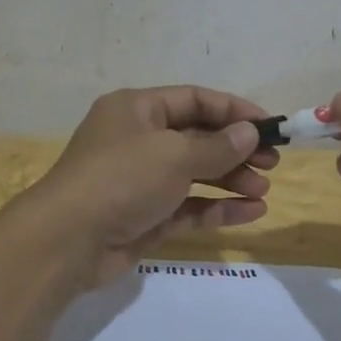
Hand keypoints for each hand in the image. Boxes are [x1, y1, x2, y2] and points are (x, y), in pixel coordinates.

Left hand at [20, 86, 279, 287]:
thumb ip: (217, 146)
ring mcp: (140, 180)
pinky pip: (187, 207)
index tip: (269, 125)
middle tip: (272, 163)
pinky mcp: (144, 217)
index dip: (233, 110)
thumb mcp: (174, 155)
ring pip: (194, 174)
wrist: (68, 240)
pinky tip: (250, 213)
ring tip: (264, 191)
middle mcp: (137, 140)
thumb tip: (249, 133)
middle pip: (196, 138)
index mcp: (136, 110)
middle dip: (235, 150)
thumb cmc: (121, 179)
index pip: (193, 100)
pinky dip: (216, 208)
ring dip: (230, 180)